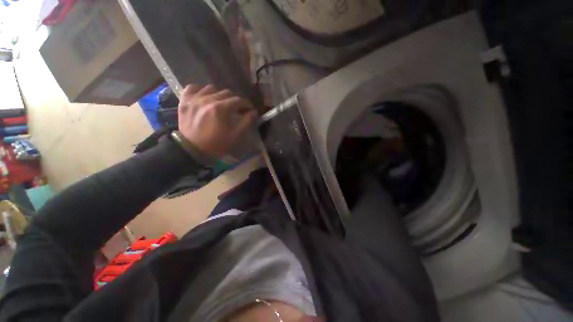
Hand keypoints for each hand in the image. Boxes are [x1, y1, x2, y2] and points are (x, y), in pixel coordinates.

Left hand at [178, 84, 256, 158]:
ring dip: (220, 94)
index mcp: (222, 108)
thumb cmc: (217, 144)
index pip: (239, 100)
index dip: (247, 104)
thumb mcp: (236, 135)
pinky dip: (201, 90)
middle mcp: (208, 99)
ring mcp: (195, 98)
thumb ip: (247, 121)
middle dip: (235, 100)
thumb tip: (253, 112)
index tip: (249, 110)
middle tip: (237, 108)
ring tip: (222, 103)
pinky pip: (193, 87)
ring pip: (211, 88)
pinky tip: (205, 96)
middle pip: (227, 93)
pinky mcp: (185, 101)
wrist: (193, 150)